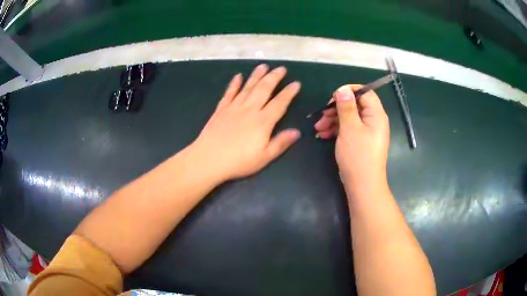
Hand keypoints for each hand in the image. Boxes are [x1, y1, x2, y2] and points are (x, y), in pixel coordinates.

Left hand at [190, 64, 300, 182]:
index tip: (296, 83)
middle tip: (281, 68)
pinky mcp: (221, 110)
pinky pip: (229, 93)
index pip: (279, 103)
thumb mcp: (264, 157)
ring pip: (247, 87)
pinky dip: (234, 84)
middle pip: (264, 89)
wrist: (208, 160)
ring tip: (263, 66)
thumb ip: (280, 143)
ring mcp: (234, 108)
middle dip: (274, 77)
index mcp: (262, 122)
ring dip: (256, 75)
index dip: (289, 93)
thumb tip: (297, 132)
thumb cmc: (238, 162)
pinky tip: (237, 76)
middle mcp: (249, 110)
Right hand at [314, 85, 389, 194]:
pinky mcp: (360, 141)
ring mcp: (367, 132)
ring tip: (318, 128)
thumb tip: (343, 89)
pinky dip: (336, 130)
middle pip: (355, 105)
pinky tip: (322, 135)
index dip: (349, 91)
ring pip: (349, 118)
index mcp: (376, 114)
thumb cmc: (358, 155)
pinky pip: (348, 129)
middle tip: (321, 115)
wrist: (362, 185)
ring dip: (332, 120)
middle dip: (336, 108)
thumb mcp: (350, 128)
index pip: (365, 92)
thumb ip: (346, 106)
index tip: (332, 97)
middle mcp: (373, 121)